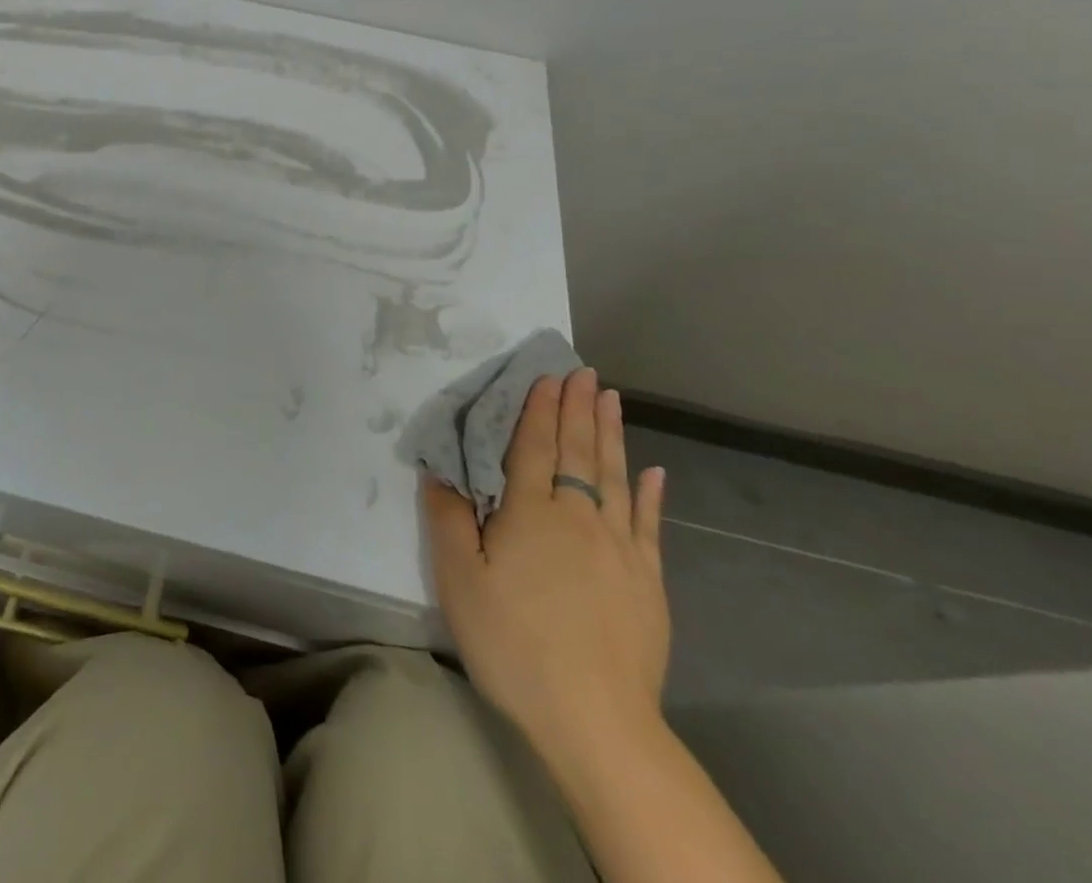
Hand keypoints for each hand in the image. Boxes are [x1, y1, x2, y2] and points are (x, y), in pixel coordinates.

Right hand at [423, 369, 668, 764]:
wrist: (595, 721)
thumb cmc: (514, 644)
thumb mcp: (460, 581)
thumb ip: (448, 519)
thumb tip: (437, 470)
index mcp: (531, 513)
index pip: (534, 447)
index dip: (539, 409)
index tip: (548, 375)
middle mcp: (578, 516)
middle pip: (578, 451)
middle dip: (579, 407)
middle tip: (585, 372)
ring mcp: (620, 548)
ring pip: (615, 476)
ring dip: (612, 433)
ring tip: (611, 399)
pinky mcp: (648, 581)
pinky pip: (650, 524)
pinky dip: (651, 493)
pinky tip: (654, 471)